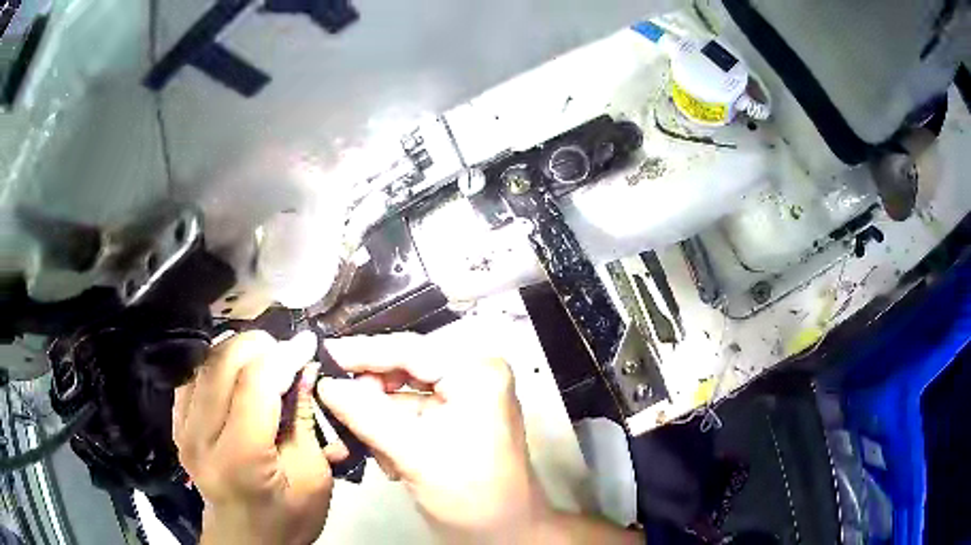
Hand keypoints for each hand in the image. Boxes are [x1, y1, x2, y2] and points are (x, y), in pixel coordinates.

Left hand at [173, 331, 347, 544]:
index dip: (284, 355)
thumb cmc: (287, 518)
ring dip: (237, 352)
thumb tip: (304, 369)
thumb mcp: (313, 477)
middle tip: (285, 352)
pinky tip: (236, 375)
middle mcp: (201, 436)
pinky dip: (217, 365)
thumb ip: (305, 420)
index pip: (255, 384)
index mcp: (240, 457)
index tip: (307, 343)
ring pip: (205, 362)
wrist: (245, 538)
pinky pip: (194, 375)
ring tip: (264, 360)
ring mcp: (183, 428)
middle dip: (259, 346)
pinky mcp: (177, 424)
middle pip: (223, 362)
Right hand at [317, 333, 547, 543]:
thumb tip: (325, 384)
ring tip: (368, 444)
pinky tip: (390, 458)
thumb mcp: (413, 453)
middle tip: (334, 404)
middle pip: (404, 369)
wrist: (504, 533)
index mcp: (476, 373)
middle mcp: (473, 375)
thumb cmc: (471, 496)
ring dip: (378, 418)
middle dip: (370, 393)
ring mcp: (465, 397)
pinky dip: (391, 431)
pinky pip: (410, 413)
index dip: (360, 352)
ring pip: (402, 393)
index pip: (408, 350)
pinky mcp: (455, 418)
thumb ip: (364, 414)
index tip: (322, 355)